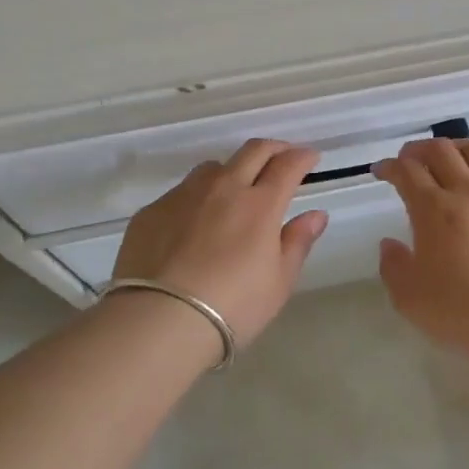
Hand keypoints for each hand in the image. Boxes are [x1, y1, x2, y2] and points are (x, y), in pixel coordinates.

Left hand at [111, 140, 329, 346]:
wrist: (160, 319)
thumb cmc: (232, 306)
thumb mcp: (278, 282)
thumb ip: (297, 242)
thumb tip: (316, 215)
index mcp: (259, 204)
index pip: (287, 166)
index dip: (302, 157)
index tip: (310, 157)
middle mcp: (222, 188)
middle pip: (252, 151)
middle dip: (273, 148)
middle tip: (282, 156)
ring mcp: (183, 196)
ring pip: (212, 168)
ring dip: (232, 170)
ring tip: (235, 189)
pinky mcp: (152, 211)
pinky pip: (180, 193)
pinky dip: (196, 199)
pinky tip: (192, 224)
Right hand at [372, 137, 468, 352]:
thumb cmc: (458, 311)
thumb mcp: (408, 296)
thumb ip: (393, 265)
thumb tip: (390, 244)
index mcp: (433, 209)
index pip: (407, 171)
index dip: (390, 166)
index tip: (381, 171)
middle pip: (442, 150)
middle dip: (420, 148)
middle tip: (410, 158)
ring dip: (458, 149)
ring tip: (451, 159)